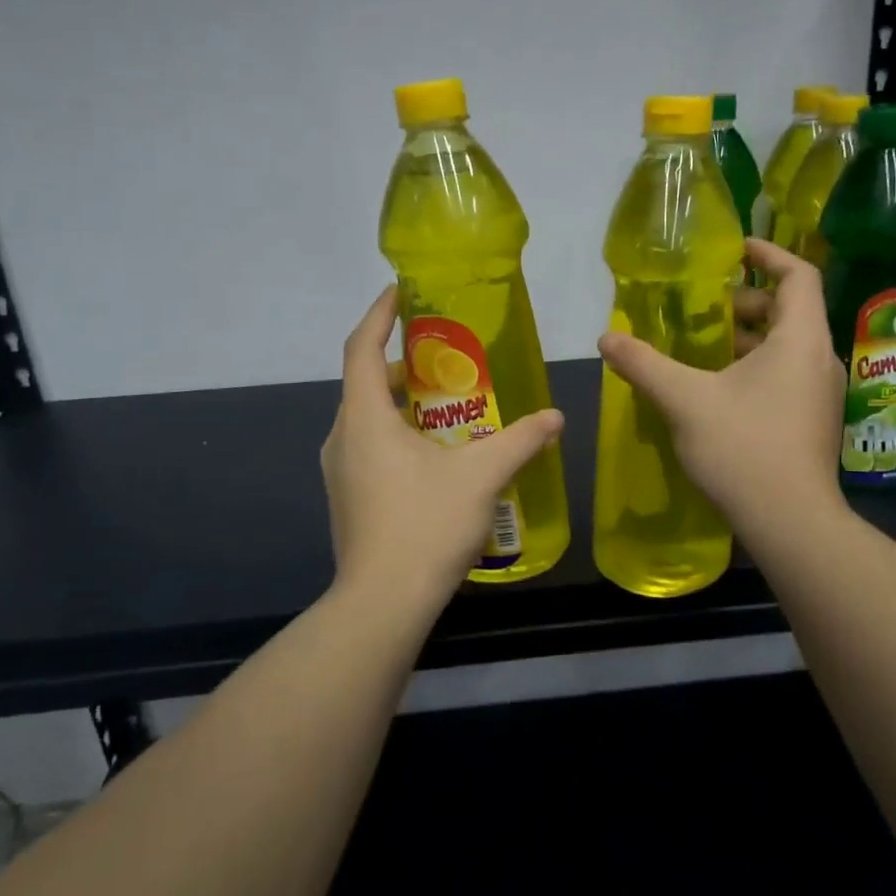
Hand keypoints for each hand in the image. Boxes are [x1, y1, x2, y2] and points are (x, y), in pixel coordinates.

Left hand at [321, 287, 564, 612]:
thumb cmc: (425, 526)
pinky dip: (398, 432)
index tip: (401, 291)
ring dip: (402, 401)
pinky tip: (437, 452)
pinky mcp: (347, 497)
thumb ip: (520, 441)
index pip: (362, 347)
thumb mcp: (481, 477)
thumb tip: (556, 418)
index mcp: (364, 418)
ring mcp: (340, 471)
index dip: (380, 314)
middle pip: (366, 381)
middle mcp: (342, 437)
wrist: (382, 605)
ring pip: (368, 417)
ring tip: (449, 400)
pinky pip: (369, 446)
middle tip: (446, 353)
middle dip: (403, 361)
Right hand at [597, 239, 845, 537]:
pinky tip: (718, 389)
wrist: (792, 524)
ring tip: (702, 346)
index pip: (798, 275)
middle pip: (790, 311)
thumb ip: (644, 364)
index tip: (734, 249)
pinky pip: (787, 374)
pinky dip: (756, 366)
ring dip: (748, 338)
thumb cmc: (743, 449)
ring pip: (787, 346)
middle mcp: (819, 360)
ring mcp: (821, 394)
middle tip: (703, 308)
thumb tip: (606, 337)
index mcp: (800, 341)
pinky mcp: (813, 422)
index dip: (768, 254)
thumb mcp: (684, 400)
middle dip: (746, 302)